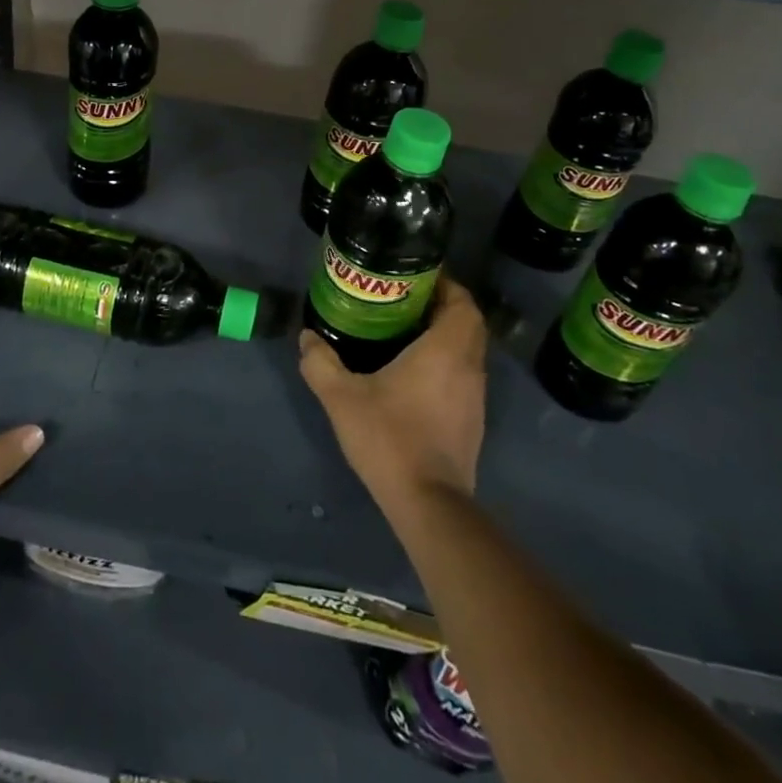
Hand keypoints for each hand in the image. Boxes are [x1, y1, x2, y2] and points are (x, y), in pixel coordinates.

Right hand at [300, 276, 488, 516]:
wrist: (428, 504)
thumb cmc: (390, 438)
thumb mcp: (342, 397)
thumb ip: (320, 363)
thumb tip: (307, 337)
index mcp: (446, 350)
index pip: (463, 302)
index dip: (446, 284)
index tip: (416, 278)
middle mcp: (468, 367)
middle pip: (469, 323)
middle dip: (442, 306)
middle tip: (404, 300)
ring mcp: (475, 397)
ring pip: (468, 350)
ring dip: (445, 335)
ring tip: (405, 331)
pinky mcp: (472, 421)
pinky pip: (464, 375)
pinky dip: (446, 362)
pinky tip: (413, 373)